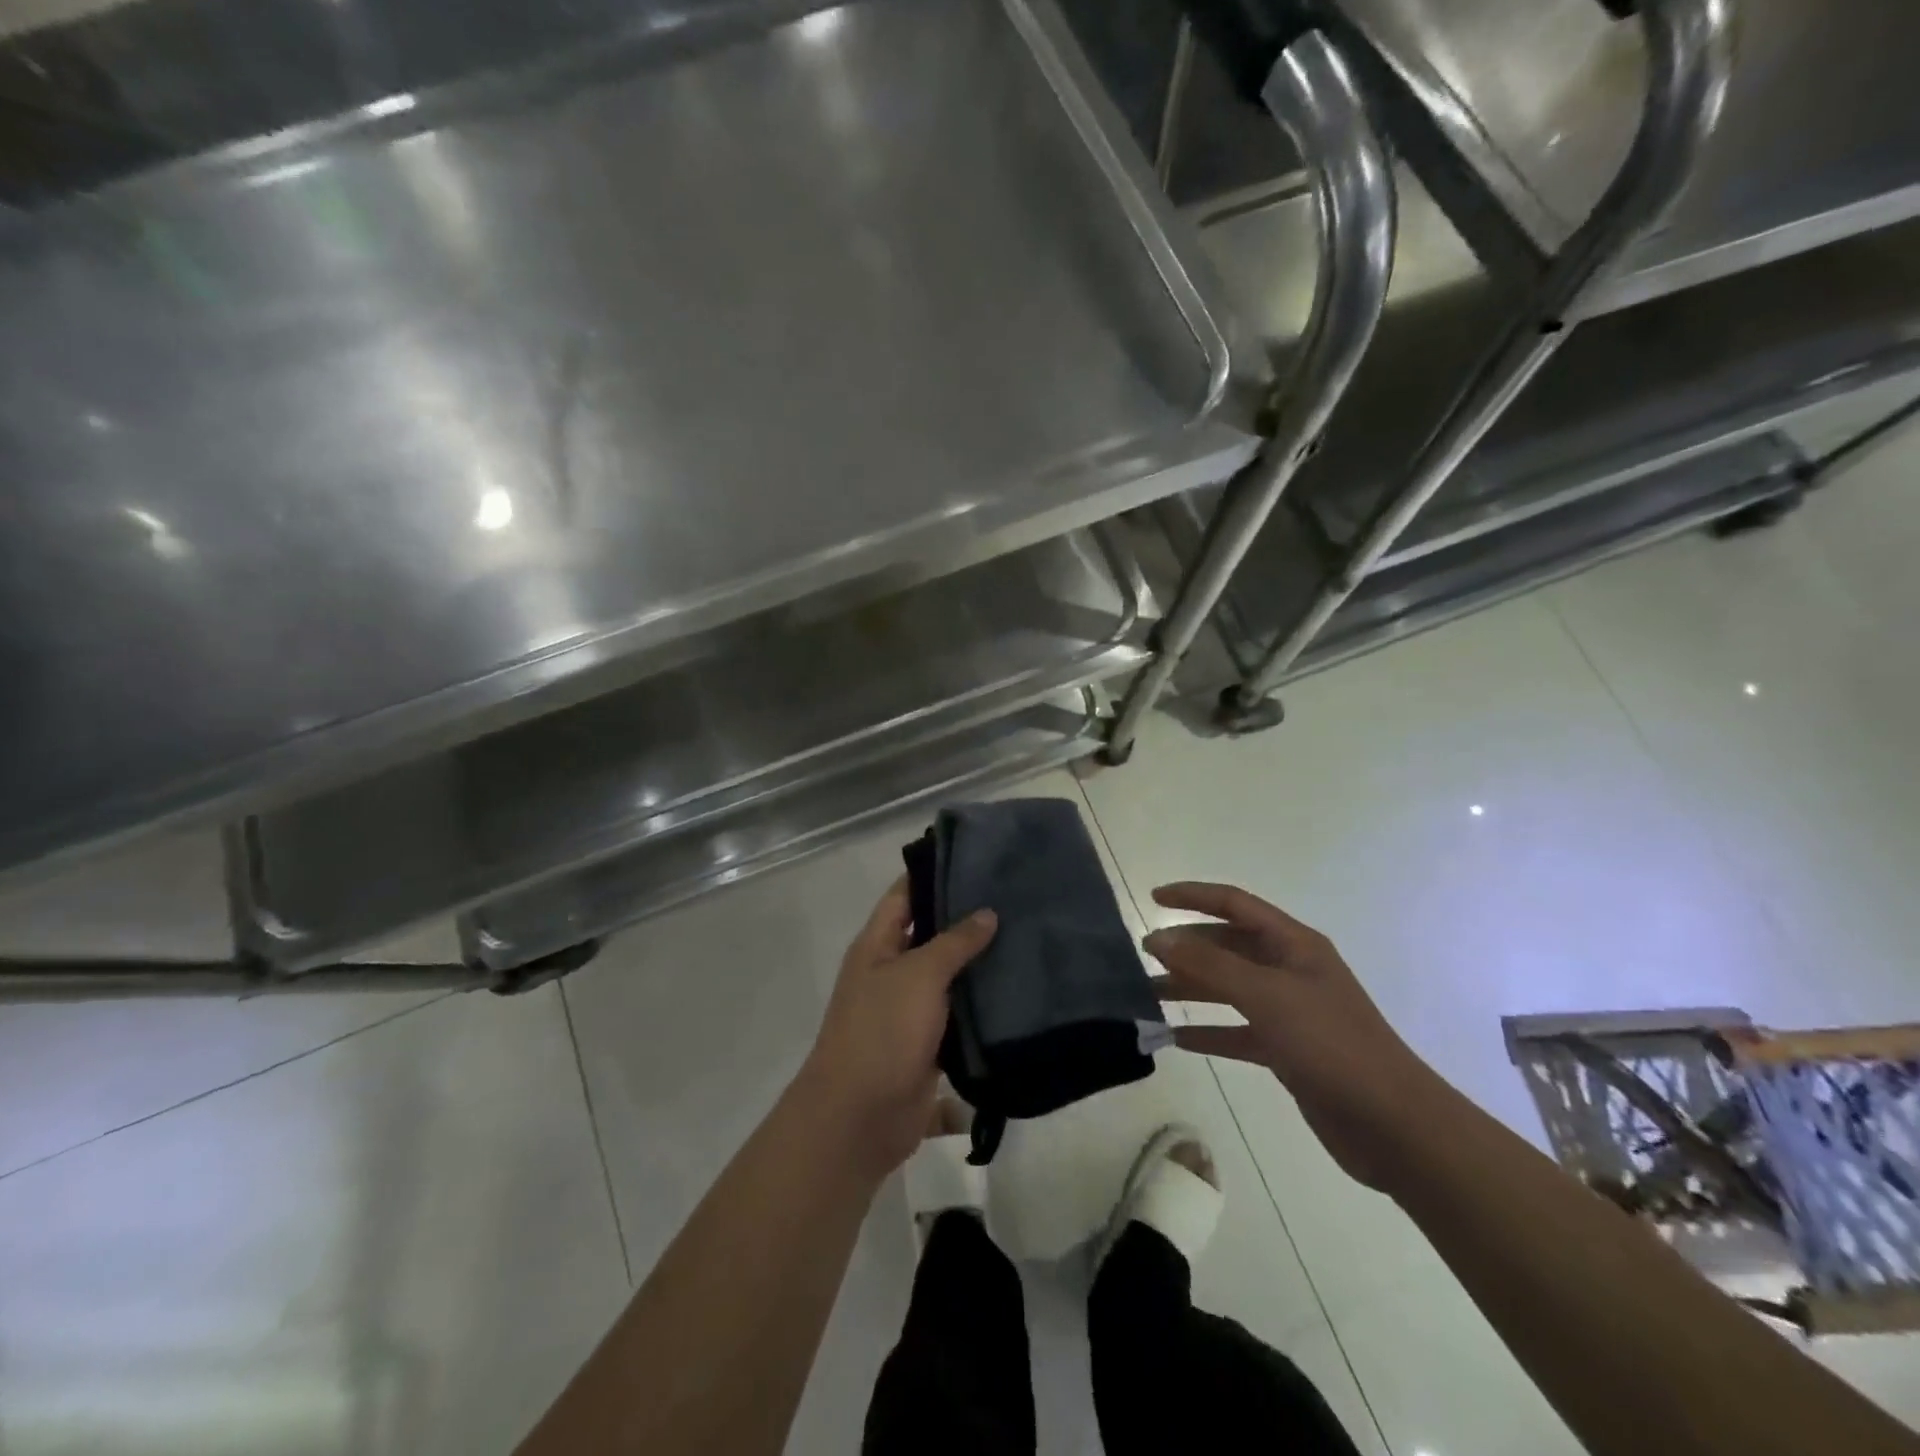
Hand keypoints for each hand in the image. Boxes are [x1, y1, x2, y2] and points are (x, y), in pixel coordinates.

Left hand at [794, 878, 996, 1180]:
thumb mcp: (918, 975)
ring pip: (949, 979)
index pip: (905, 895)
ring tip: (1026, 939)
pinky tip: (1019, 995)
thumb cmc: (882, 1032)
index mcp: (876, 946)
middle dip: (966, 920)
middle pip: (930, 936)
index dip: (934, 874)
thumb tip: (986, 912)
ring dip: (979, 967)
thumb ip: (954, 942)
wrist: (860, 1119)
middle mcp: (891, 972)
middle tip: (1015, 898)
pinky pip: (959, 1020)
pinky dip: (983, 1010)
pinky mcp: (929, 1047)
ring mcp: (910, 1012)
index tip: (976, 858)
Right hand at [1143, 882, 1442, 1190]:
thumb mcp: (1266, 996)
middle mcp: (1290, 970)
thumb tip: (1160, 939)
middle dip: (1187, 947)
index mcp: (1293, 944)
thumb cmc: (1331, 1045)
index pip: (1235, 904)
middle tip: (1143, 956)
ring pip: (1228, 988)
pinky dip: (1208, 1031)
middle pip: (1228, 946)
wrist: (1393, 1126)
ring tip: (1148, 994)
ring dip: (1190, 988)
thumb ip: (1209, 965)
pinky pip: (1236, 1030)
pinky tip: (1175, 1038)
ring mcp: (1289, 1011)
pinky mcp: (1287, 1050)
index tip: (1153, 898)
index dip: (1194, 896)